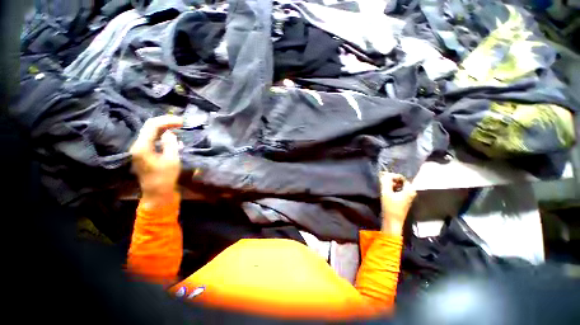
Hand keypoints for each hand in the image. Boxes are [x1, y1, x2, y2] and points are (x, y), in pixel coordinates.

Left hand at [130, 115, 183, 202]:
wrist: (156, 193)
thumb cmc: (165, 178)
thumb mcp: (172, 160)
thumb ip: (170, 144)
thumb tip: (170, 133)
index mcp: (143, 147)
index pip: (153, 126)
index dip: (167, 121)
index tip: (182, 122)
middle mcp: (137, 145)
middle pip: (149, 126)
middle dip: (165, 122)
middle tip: (180, 122)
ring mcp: (139, 149)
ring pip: (150, 132)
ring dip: (163, 127)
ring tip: (177, 126)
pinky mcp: (143, 153)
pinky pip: (151, 138)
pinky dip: (161, 134)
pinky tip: (170, 135)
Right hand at [379, 172, 416, 234]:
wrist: (392, 222)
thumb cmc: (390, 207)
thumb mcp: (386, 193)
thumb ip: (385, 181)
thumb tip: (384, 172)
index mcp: (410, 190)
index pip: (401, 177)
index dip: (392, 176)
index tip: (383, 178)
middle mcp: (411, 192)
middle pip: (401, 182)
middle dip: (391, 180)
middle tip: (382, 182)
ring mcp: (408, 197)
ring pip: (399, 186)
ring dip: (391, 185)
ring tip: (383, 187)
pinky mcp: (404, 201)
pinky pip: (398, 191)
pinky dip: (392, 189)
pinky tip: (386, 192)